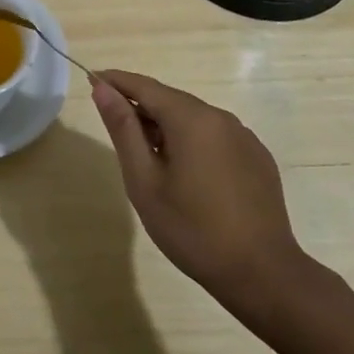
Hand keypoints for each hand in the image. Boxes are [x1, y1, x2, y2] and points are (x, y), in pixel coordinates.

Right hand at [92, 70, 307, 299]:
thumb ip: (123, 129)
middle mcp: (221, 118)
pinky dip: (192, 142)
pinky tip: (186, 173)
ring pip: (194, 119)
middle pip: (171, 100)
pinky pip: (215, 137)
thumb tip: (102, 88)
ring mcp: (244, 137)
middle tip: (114, 127)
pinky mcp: (257, 158)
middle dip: (140, 106)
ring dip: (166, 126)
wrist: (262, 274)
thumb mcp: (144, 181)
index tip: (91, 80)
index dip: (116, 81)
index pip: (146, 86)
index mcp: (192, 119)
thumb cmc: (192, 229)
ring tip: (147, 156)